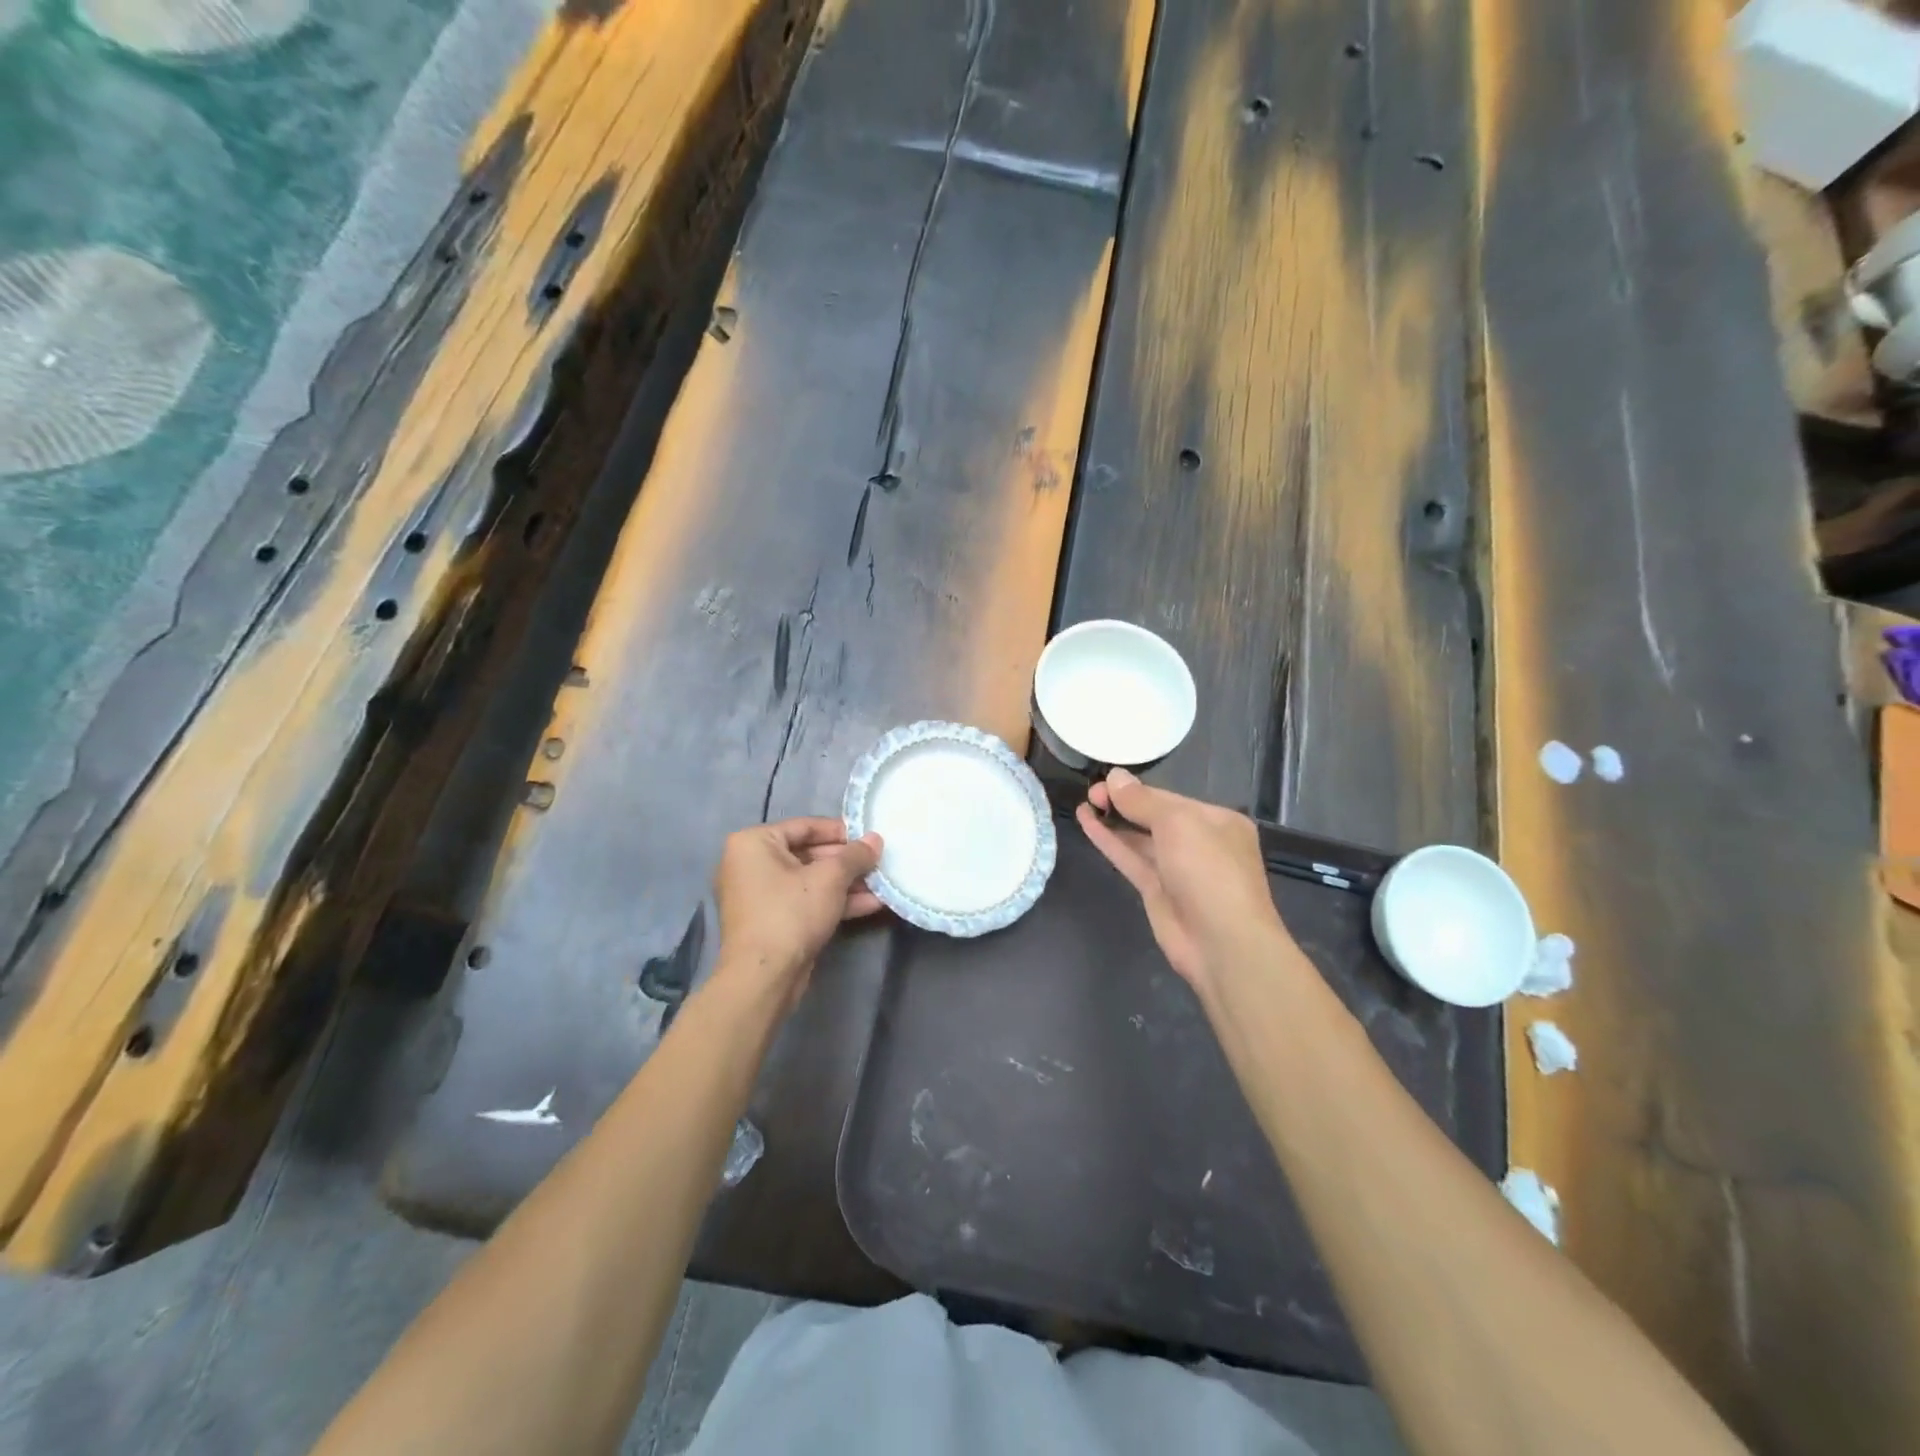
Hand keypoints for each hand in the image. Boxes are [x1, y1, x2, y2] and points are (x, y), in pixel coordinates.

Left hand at [713, 817, 883, 1001]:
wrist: (764, 977)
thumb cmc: (791, 912)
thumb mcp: (830, 877)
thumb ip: (856, 855)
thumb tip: (876, 839)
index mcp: (753, 843)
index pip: (805, 826)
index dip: (841, 831)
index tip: (870, 838)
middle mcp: (750, 865)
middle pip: (808, 854)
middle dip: (847, 862)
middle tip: (879, 862)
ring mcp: (760, 896)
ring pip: (810, 881)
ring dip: (847, 884)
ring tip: (882, 884)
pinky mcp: (772, 922)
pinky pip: (806, 902)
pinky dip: (834, 902)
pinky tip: (872, 904)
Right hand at [1076, 770, 1295, 994]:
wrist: (1222, 942)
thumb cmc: (1208, 871)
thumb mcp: (1178, 824)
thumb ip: (1142, 801)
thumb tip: (1114, 777)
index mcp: (1217, 821)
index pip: (1170, 798)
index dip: (1136, 789)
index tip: (1103, 780)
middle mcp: (1199, 842)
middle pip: (1154, 817)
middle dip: (1123, 803)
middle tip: (1090, 792)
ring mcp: (1177, 869)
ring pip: (1140, 839)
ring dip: (1113, 822)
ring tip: (1084, 803)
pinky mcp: (1157, 891)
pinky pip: (1131, 859)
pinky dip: (1110, 842)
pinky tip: (1088, 824)